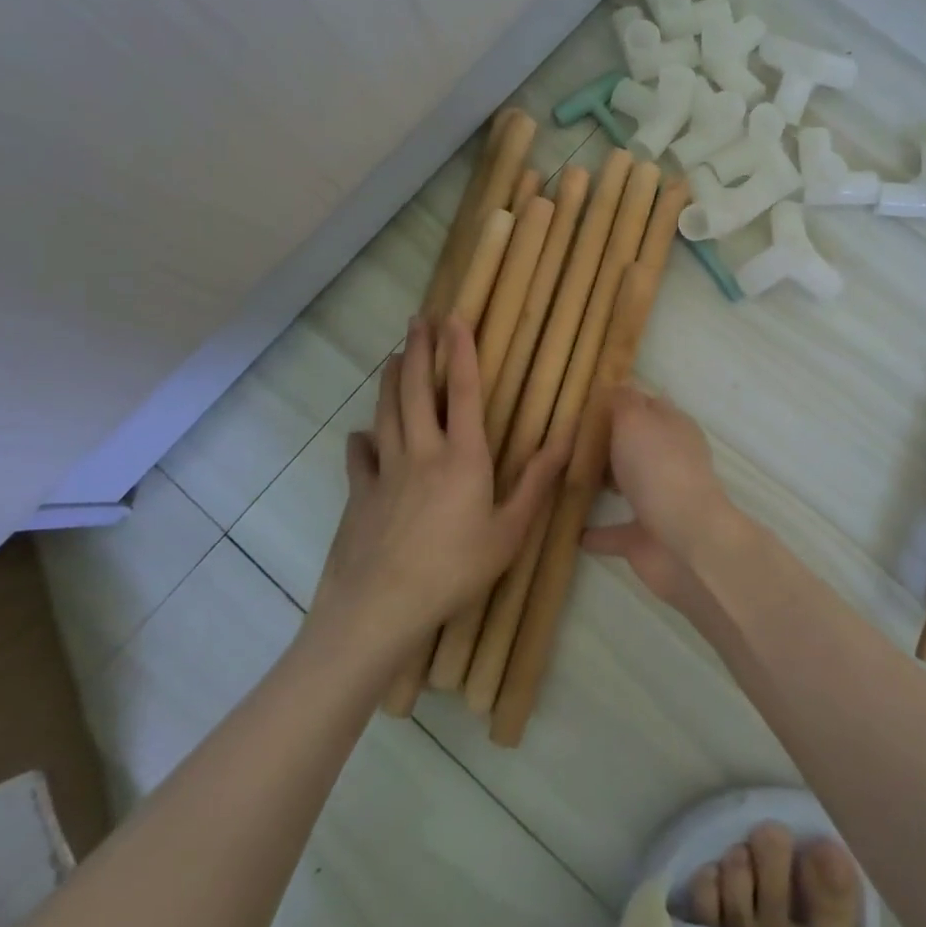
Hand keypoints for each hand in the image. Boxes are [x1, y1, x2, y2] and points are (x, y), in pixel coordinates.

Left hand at [310, 316, 565, 646]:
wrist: (380, 608)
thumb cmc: (454, 570)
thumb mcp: (510, 531)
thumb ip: (537, 482)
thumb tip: (566, 438)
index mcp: (463, 457)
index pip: (464, 392)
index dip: (461, 351)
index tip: (456, 318)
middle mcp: (422, 452)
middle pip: (418, 391)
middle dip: (419, 350)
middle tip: (418, 319)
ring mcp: (385, 471)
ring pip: (387, 413)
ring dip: (392, 381)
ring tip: (396, 357)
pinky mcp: (359, 493)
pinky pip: (359, 456)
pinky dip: (362, 440)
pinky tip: (362, 435)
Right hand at [583, 386, 748, 610]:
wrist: (685, 541)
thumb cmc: (659, 469)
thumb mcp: (636, 420)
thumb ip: (623, 401)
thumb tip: (618, 383)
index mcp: (674, 428)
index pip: (647, 405)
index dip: (620, 401)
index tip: (584, 403)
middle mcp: (670, 461)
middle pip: (636, 445)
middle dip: (608, 443)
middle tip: (566, 439)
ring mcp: (660, 500)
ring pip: (628, 486)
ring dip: (603, 484)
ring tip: (564, 478)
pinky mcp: (646, 538)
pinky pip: (615, 532)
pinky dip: (596, 532)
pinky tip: (571, 531)